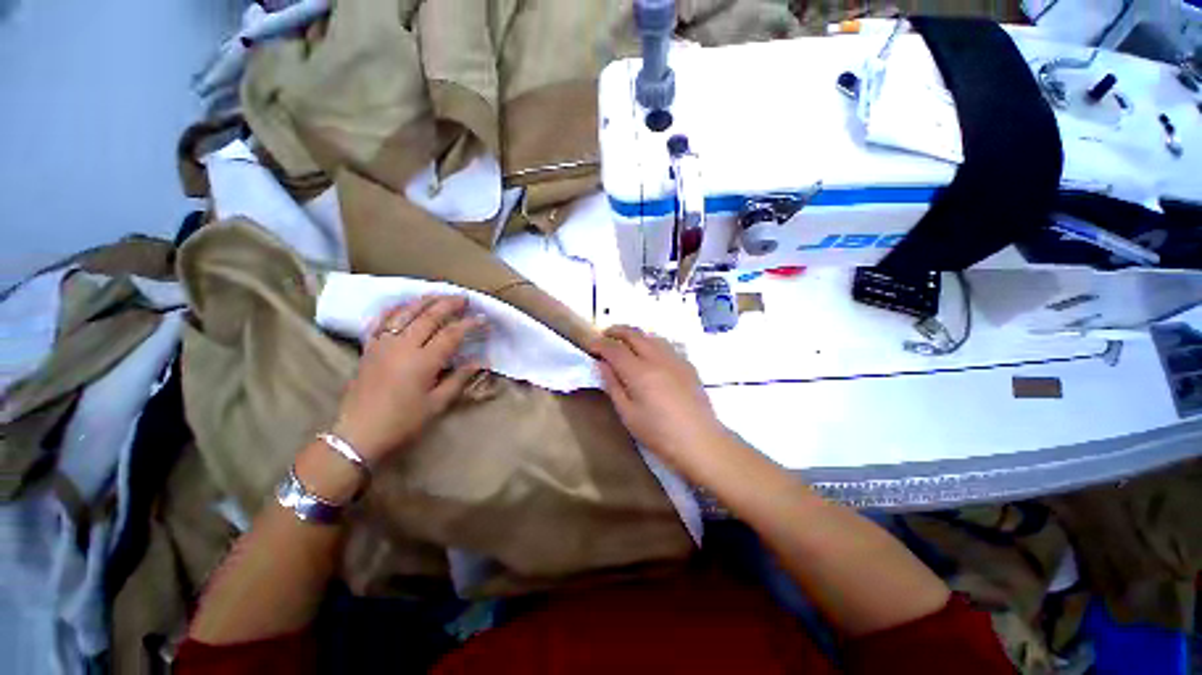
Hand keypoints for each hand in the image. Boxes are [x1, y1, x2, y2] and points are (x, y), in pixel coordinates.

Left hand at [333, 295, 485, 463]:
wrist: (358, 434)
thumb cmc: (403, 422)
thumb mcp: (437, 404)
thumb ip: (459, 379)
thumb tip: (480, 362)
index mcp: (423, 362)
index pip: (451, 334)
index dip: (469, 324)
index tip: (483, 319)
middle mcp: (403, 346)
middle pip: (429, 316)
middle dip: (449, 304)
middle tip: (464, 298)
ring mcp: (383, 344)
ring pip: (405, 313)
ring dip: (424, 301)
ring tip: (439, 294)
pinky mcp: (369, 347)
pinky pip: (382, 320)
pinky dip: (395, 309)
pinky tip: (404, 305)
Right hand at [592, 326, 729, 472]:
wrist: (701, 441)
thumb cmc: (659, 433)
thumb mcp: (628, 414)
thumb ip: (613, 385)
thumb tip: (602, 364)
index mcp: (639, 372)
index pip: (614, 348)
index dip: (600, 344)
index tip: (591, 346)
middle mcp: (657, 358)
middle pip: (634, 334)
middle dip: (616, 331)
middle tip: (605, 336)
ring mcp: (675, 359)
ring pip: (651, 336)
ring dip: (635, 335)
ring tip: (625, 343)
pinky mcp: (687, 364)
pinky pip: (665, 345)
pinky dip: (651, 342)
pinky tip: (650, 354)